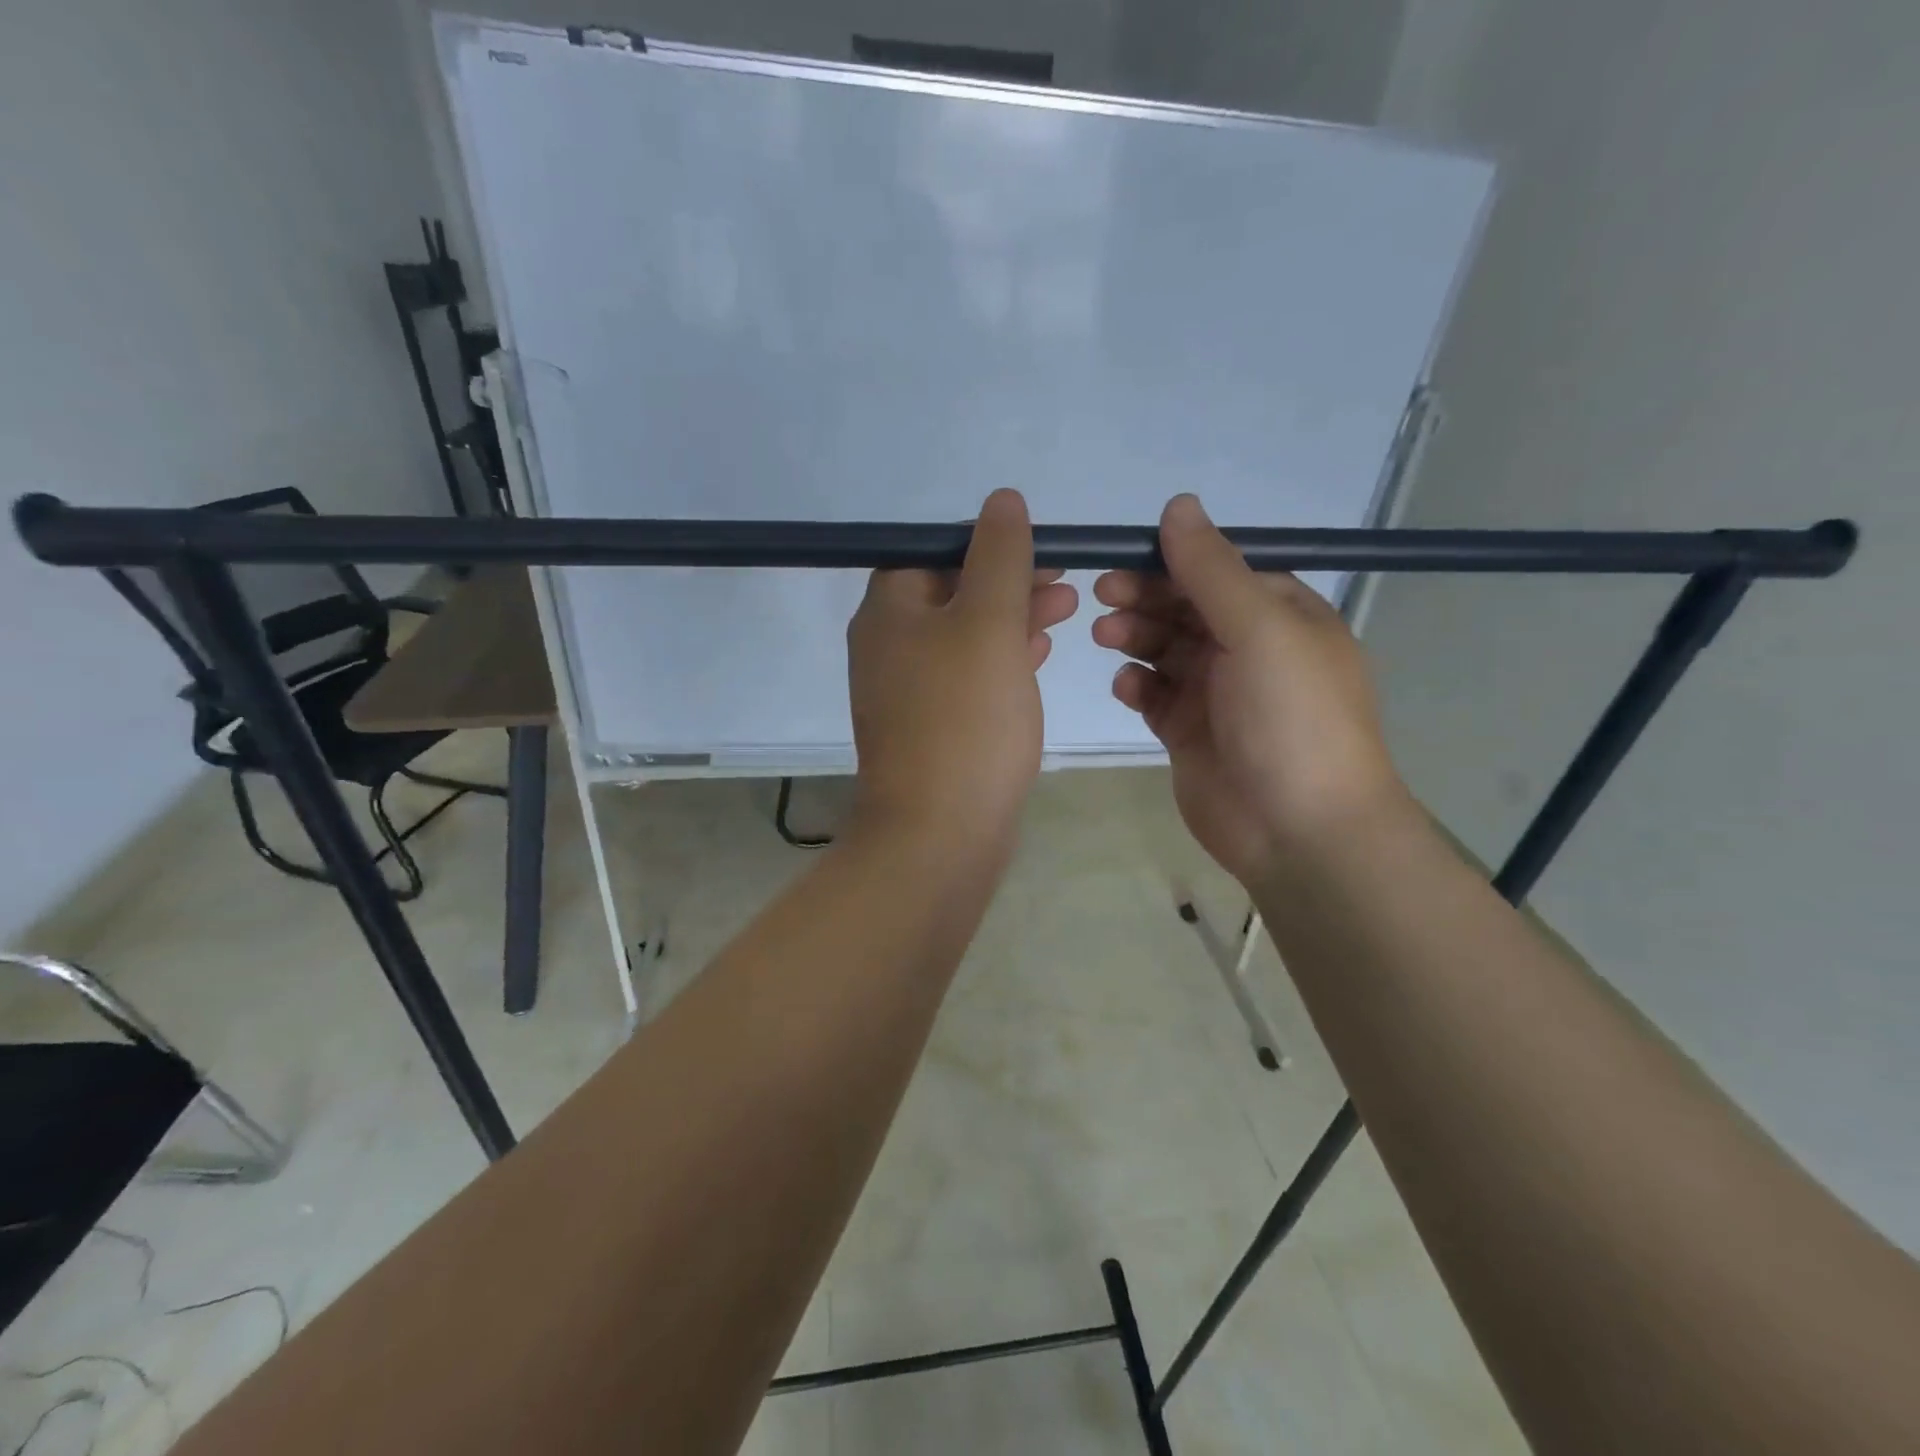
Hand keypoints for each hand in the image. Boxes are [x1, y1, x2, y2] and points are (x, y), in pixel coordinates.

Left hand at [847, 489, 1077, 850]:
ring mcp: (906, 691)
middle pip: (950, 592)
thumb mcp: (988, 623)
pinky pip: (966, 678)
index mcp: (889, 611)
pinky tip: (1037, 659)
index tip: (1038, 551)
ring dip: (1011, 619)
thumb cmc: (965, 719)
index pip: (933, 551)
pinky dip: (1001, 661)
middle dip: (1008, 581)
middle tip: (1064, 583)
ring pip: (963, 636)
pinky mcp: (930, 728)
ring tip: (1066, 612)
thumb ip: (998, 557)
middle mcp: (888, 646)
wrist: (939, 833)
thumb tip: (1001, 501)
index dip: (987, 544)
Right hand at [1092, 494, 1408, 884]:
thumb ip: (1212, 569)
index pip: (1217, 571)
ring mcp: (1218, 693)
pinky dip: (1137, 686)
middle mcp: (1248, 649)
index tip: (1122, 559)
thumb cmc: (1290, 718)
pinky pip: (1155, 696)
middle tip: (1101, 597)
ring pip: (1164, 649)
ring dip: (1135, 637)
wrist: (1300, 830)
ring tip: (1107, 638)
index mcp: (1279, 615)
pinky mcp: (1189, 733)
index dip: (1170, 561)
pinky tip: (1126, 688)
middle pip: (1185, 608)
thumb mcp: (1259, 629)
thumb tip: (1178, 505)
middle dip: (1144, 598)